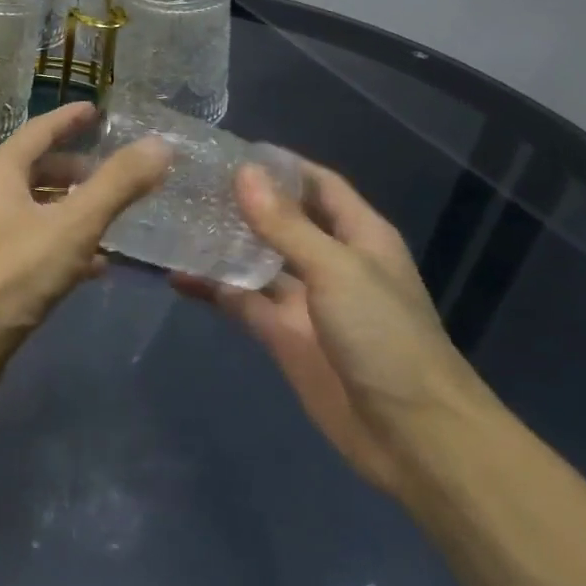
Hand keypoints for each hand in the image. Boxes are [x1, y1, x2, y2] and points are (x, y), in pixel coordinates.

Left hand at [0, 102, 168, 382]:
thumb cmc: (11, 273)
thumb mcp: (71, 225)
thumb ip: (117, 185)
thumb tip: (160, 144)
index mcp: (0, 173)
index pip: (39, 131)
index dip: (69, 119)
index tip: (96, 110)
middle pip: (38, 172)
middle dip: (77, 171)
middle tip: (116, 172)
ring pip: (39, 211)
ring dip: (75, 211)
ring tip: (115, 217)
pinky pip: (37, 246)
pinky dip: (66, 246)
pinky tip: (97, 264)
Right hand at [174, 157, 485, 492]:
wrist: (412, 436)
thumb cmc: (385, 337)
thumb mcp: (337, 270)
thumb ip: (286, 224)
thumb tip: (243, 173)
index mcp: (358, 235)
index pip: (317, 184)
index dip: (280, 165)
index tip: (229, 150)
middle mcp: (329, 260)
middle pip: (281, 219)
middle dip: (242, 201)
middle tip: (188, 180)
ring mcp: (304, 299)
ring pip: (255, 259)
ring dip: (221, 242)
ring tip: (174, 218)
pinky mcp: (281, 334)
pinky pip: (241, 301)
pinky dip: (211, 288)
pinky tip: (175, 275)